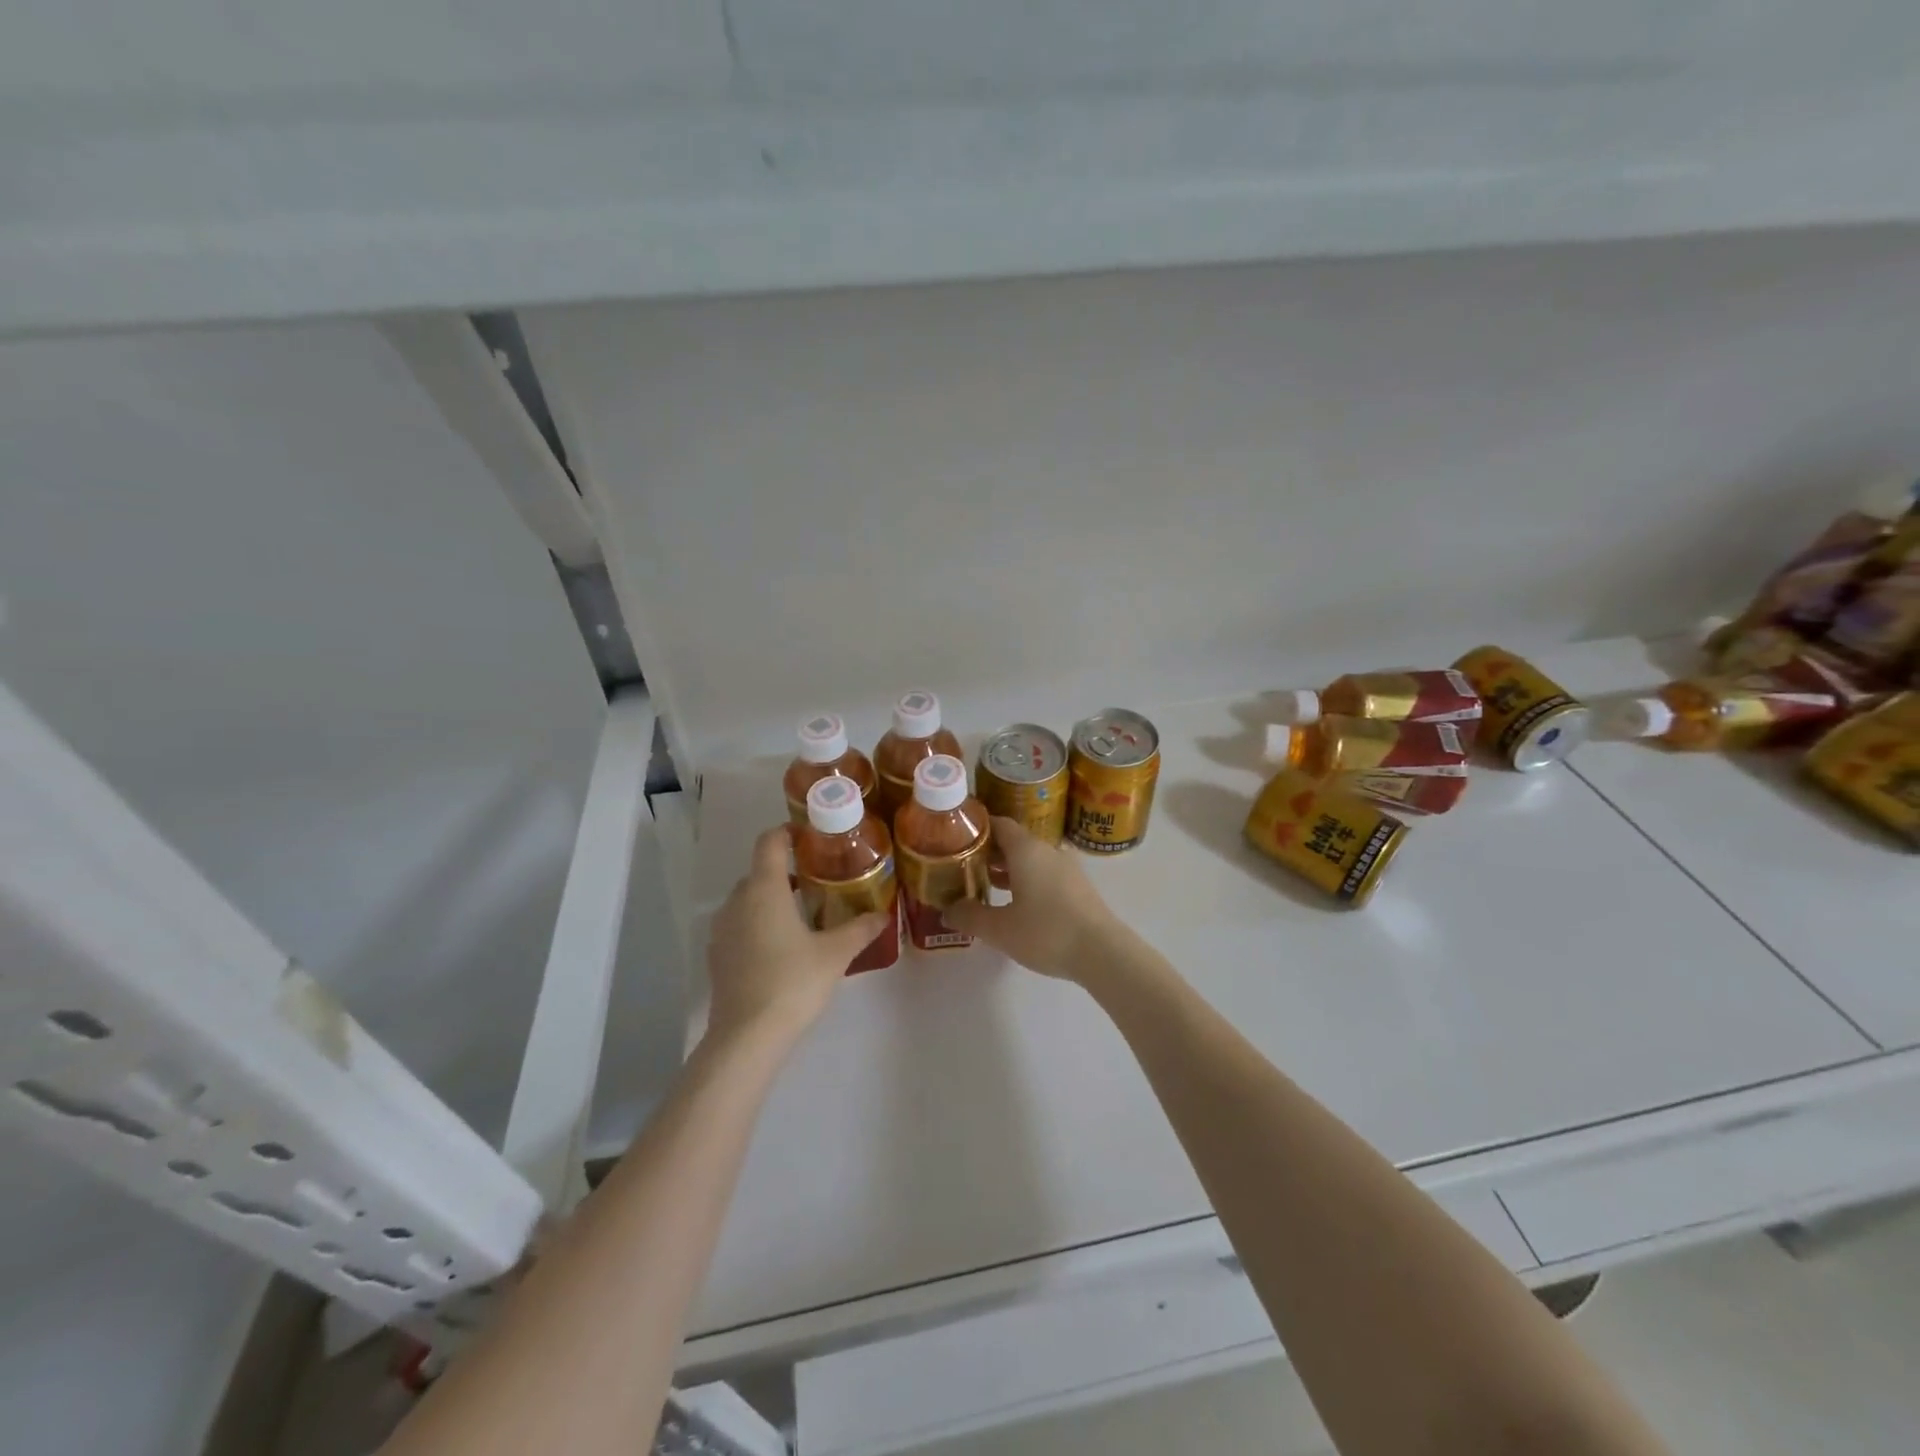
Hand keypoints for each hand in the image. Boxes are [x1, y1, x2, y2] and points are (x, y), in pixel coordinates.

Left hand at [705, 826, 890, 1044]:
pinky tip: (780, 947)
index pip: (770, 842)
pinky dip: (758, 923)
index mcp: (765, 889)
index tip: (810, 836)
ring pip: (747, 899)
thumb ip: (860, 929)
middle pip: (760, 872)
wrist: (746, 1036)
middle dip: (786, 871)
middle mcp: (737, 901)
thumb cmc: (793, 982)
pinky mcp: (717, 955)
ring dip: (771, 899)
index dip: (787, 832)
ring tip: (802, 915)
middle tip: (818, 880)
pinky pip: (739, 925)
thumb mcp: (835, 954)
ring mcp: (722, 929)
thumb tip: (883, 915)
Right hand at [944, 818, 1119, 979]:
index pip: (999, 823)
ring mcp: (1067, 868)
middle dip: (989, 851)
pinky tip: (1015, 902)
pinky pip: (1045, 874)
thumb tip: (946, 910)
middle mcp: (1047, 851)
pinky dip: (1026, 880)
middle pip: (1014, 841)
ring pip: (1031, 859)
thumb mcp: (999, 929)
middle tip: (963, 864)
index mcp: (1026, 849)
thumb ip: (970, 916)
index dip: (977, 828)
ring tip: (984, 884)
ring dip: (1008, 868)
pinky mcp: (1078, 887)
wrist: (1103, 952)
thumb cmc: (1046, 932)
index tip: (956, 837)